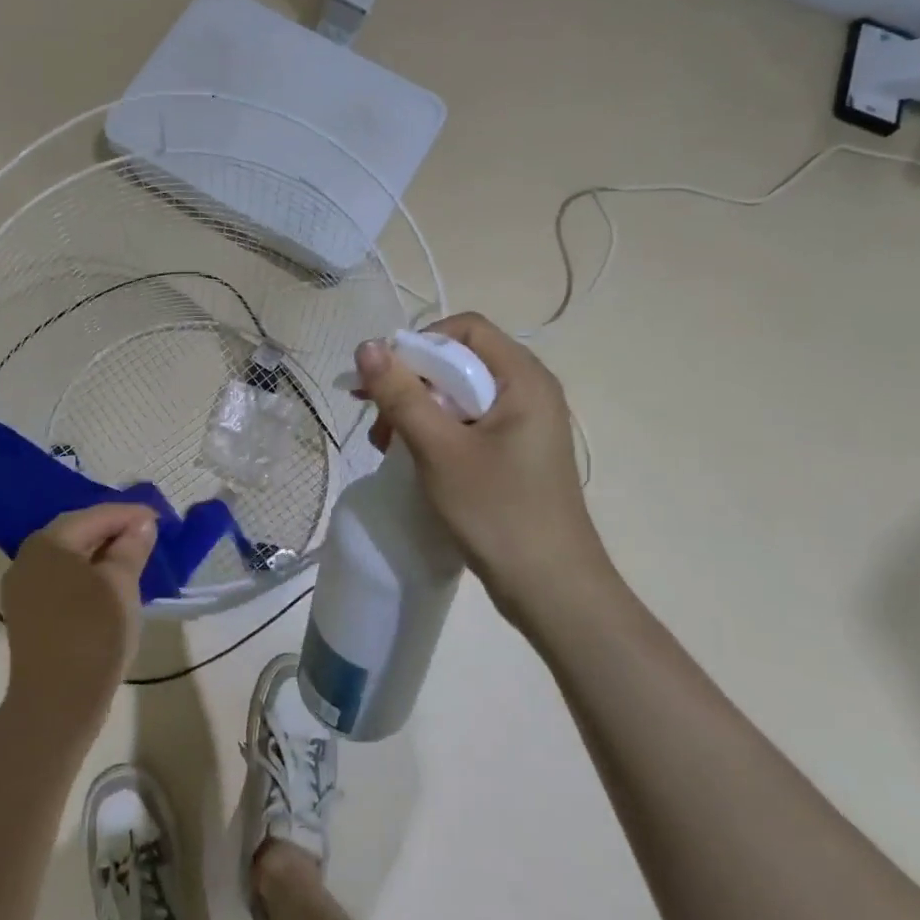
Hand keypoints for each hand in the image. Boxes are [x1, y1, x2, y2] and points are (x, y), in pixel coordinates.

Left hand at [1, 504, 157, 744]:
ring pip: (68, 557)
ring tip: (134, 557)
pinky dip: (87, 574)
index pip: (95, 516)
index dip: (130, 515)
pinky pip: (61, 579)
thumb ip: (131, 548)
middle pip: (77, 532)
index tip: (160, 520)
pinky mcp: (28, 613)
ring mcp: (23, 588)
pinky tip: (110, 583)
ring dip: (101, 553)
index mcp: (48, 543)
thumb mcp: (121, 585)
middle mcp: (28, 558)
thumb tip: (141, 525)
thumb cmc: (92, 633)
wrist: (56, 704)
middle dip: (114, 531)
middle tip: (148, 535)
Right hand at [357, 314, 616, 631]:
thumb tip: (367, 345)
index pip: (465, 328)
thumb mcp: (439, 449)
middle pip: (461, 360)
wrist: (552, 590)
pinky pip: (469, 421)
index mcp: (523, 378)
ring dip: (419, 409)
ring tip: (388, 445)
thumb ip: (402, 394)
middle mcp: (529, 390)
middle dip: (412, 382)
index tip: (384, 378)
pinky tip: (413, 458)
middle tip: (377, 419)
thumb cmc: (498, 512)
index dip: (419, 343)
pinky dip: (437, 430)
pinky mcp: (516, 451)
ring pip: (460, 393)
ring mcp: (525, 423)